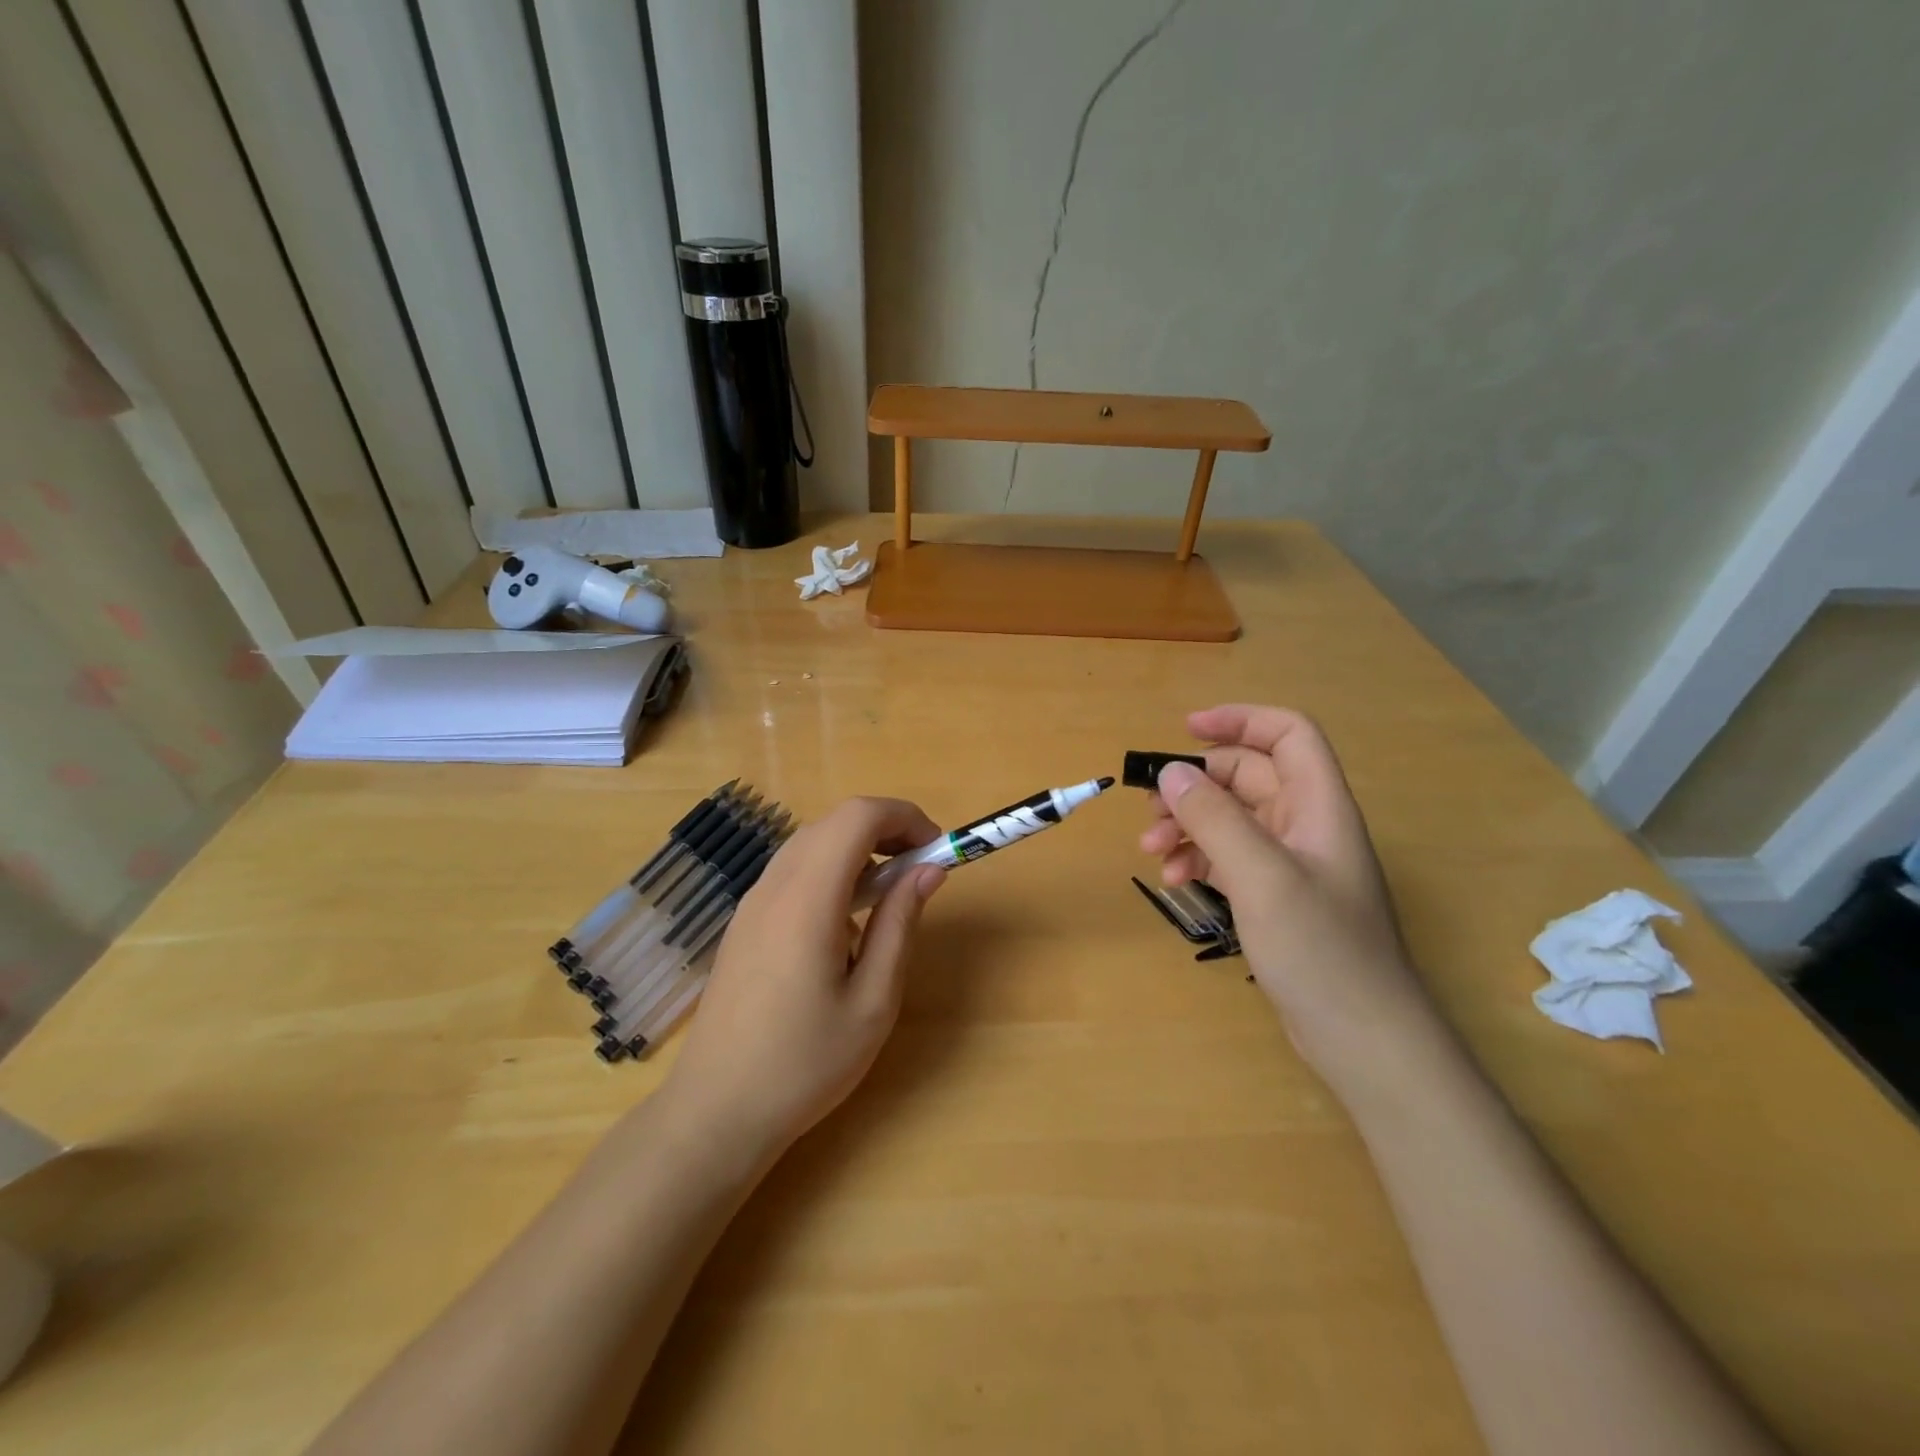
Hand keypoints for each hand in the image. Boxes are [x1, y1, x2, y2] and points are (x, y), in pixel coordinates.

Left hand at [660, 797, 945, 1161]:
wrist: (716, 1111)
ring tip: (889, 896)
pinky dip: (831, 870)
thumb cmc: (805, 1064)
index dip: (904, 817)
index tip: (936, 852)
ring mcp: (753, 903)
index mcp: (808, 900)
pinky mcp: (745, 922)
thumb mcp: (873, 1001)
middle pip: (834, 822)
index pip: (858, 817)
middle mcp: (774, 886)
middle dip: (885, 829)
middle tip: (919, 871)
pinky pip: (793, 871)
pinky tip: (845, 923)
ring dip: (858, 849)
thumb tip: (928, 870)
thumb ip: (900, 925)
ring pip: (812, 843)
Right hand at [1139, 705, 1438, 1096]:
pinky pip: (1229, 858)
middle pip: (1247, 777)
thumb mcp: (1262, 877)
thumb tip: (1170, 774)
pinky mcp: (1276, 897)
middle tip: (1151, 810)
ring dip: (1189, 826)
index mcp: (1319, 806)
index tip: (1185, 730)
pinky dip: (1199, 859)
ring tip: (1152, 852)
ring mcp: (1291, 864)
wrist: (1364, 1039)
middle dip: (1196, 786)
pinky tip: (1175, 880)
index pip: (1287, 735)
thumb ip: (1215, 820)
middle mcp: (1307, 826)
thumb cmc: (1321, 950)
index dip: (1240, 721)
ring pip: (1232, 820)